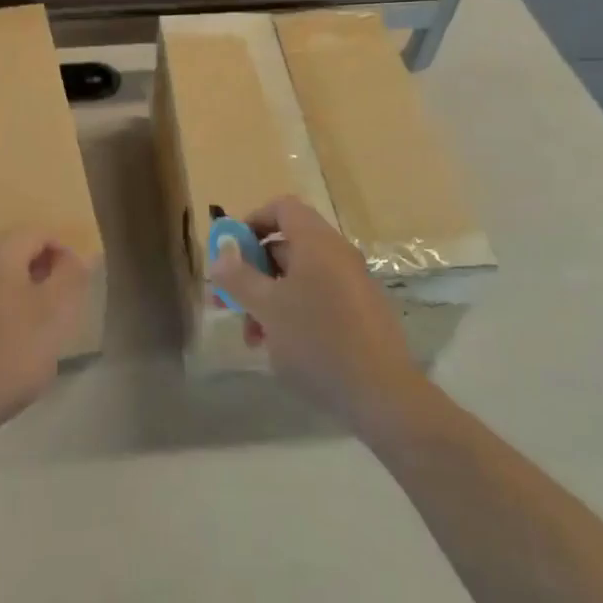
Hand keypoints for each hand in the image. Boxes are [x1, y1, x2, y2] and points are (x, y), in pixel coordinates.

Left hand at [0, 231, 92, 452]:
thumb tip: (80, 255)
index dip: (64, 255)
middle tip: (57, 310)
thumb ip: (71, 279)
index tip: (76, 290)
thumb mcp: (54, 317)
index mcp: (1, 251)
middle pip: (14, 251)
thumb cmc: (5, 357)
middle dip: (40, 273)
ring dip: (17, 294)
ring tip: (30, 333)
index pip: (40, 233)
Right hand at [210, 197, 424, 431]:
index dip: (252, 221)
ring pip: (299, 278)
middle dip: (253, 272)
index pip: (282, 208)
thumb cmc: (317, 339)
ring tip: (252, 337)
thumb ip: (239, 277)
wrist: (382, 393)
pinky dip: (293, 313)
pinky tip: (280, 347)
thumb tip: (220, 255)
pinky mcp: (361, 313)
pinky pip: (318, 299)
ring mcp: (353, 284)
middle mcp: (337, 255)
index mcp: (317, 242)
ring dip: (269, 299)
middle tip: (228, 301)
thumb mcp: (267, 307)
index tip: (230, 250)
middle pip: (287, 246)